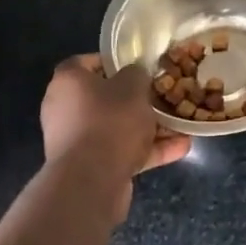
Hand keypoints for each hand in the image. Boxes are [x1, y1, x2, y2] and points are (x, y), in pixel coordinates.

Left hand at [40, 55, 190, 222]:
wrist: (91, 182)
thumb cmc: (110, 121)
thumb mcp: (133, 86)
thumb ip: (136, 74)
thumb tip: (135, 75)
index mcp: (68, 82)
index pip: (88, 62)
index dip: (114, 62)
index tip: (139, 67)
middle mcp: (65, 109)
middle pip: (106, 98)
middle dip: (138, 100)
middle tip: (163, 96)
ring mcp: (76, 141)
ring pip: (117, 128)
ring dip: (148, 128)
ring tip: (180, 126)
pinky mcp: (89, 168)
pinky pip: (121, 152)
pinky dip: (147, 151)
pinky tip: (180, 148)